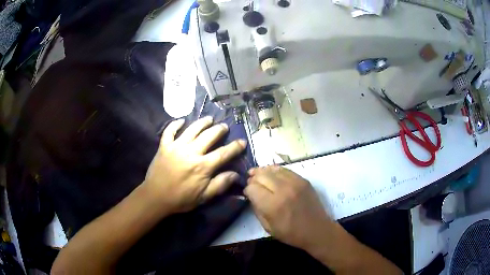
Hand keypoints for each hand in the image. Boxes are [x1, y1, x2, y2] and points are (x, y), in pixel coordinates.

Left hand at [144, 116, 246, 213]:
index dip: (235, 147)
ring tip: (209, 119)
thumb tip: (236, 175)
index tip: (242, 141)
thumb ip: (220, 184)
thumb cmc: (180, 199)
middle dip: (219, 130)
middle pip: (209, 136)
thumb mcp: (203, 197)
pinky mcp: (164, 146)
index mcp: (202, 166)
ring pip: (192, 129)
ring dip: (202, 122)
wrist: (155, 197)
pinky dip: (175, 124)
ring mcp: (176, 147)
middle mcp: (191, 152)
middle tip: (224, 126)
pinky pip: (170, 131)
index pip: (223, 153)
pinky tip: (182, 120)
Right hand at [244, 166, 332, 250]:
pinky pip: (285, 170)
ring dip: (263, 172)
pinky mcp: (303, 180)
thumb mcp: (268, 228)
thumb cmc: (291, 234)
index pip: (252, 188)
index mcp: (273, 205)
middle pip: (261, 176)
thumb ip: (257, 210)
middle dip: (253, 179)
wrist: (317, 230)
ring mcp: (295, 183)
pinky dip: (275, 170)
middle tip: (251, 183)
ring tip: (258, 174)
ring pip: (272, 169)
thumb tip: (252, 196)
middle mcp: (283, 190)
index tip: (248, 194)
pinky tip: (272, 174)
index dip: (247, 190)